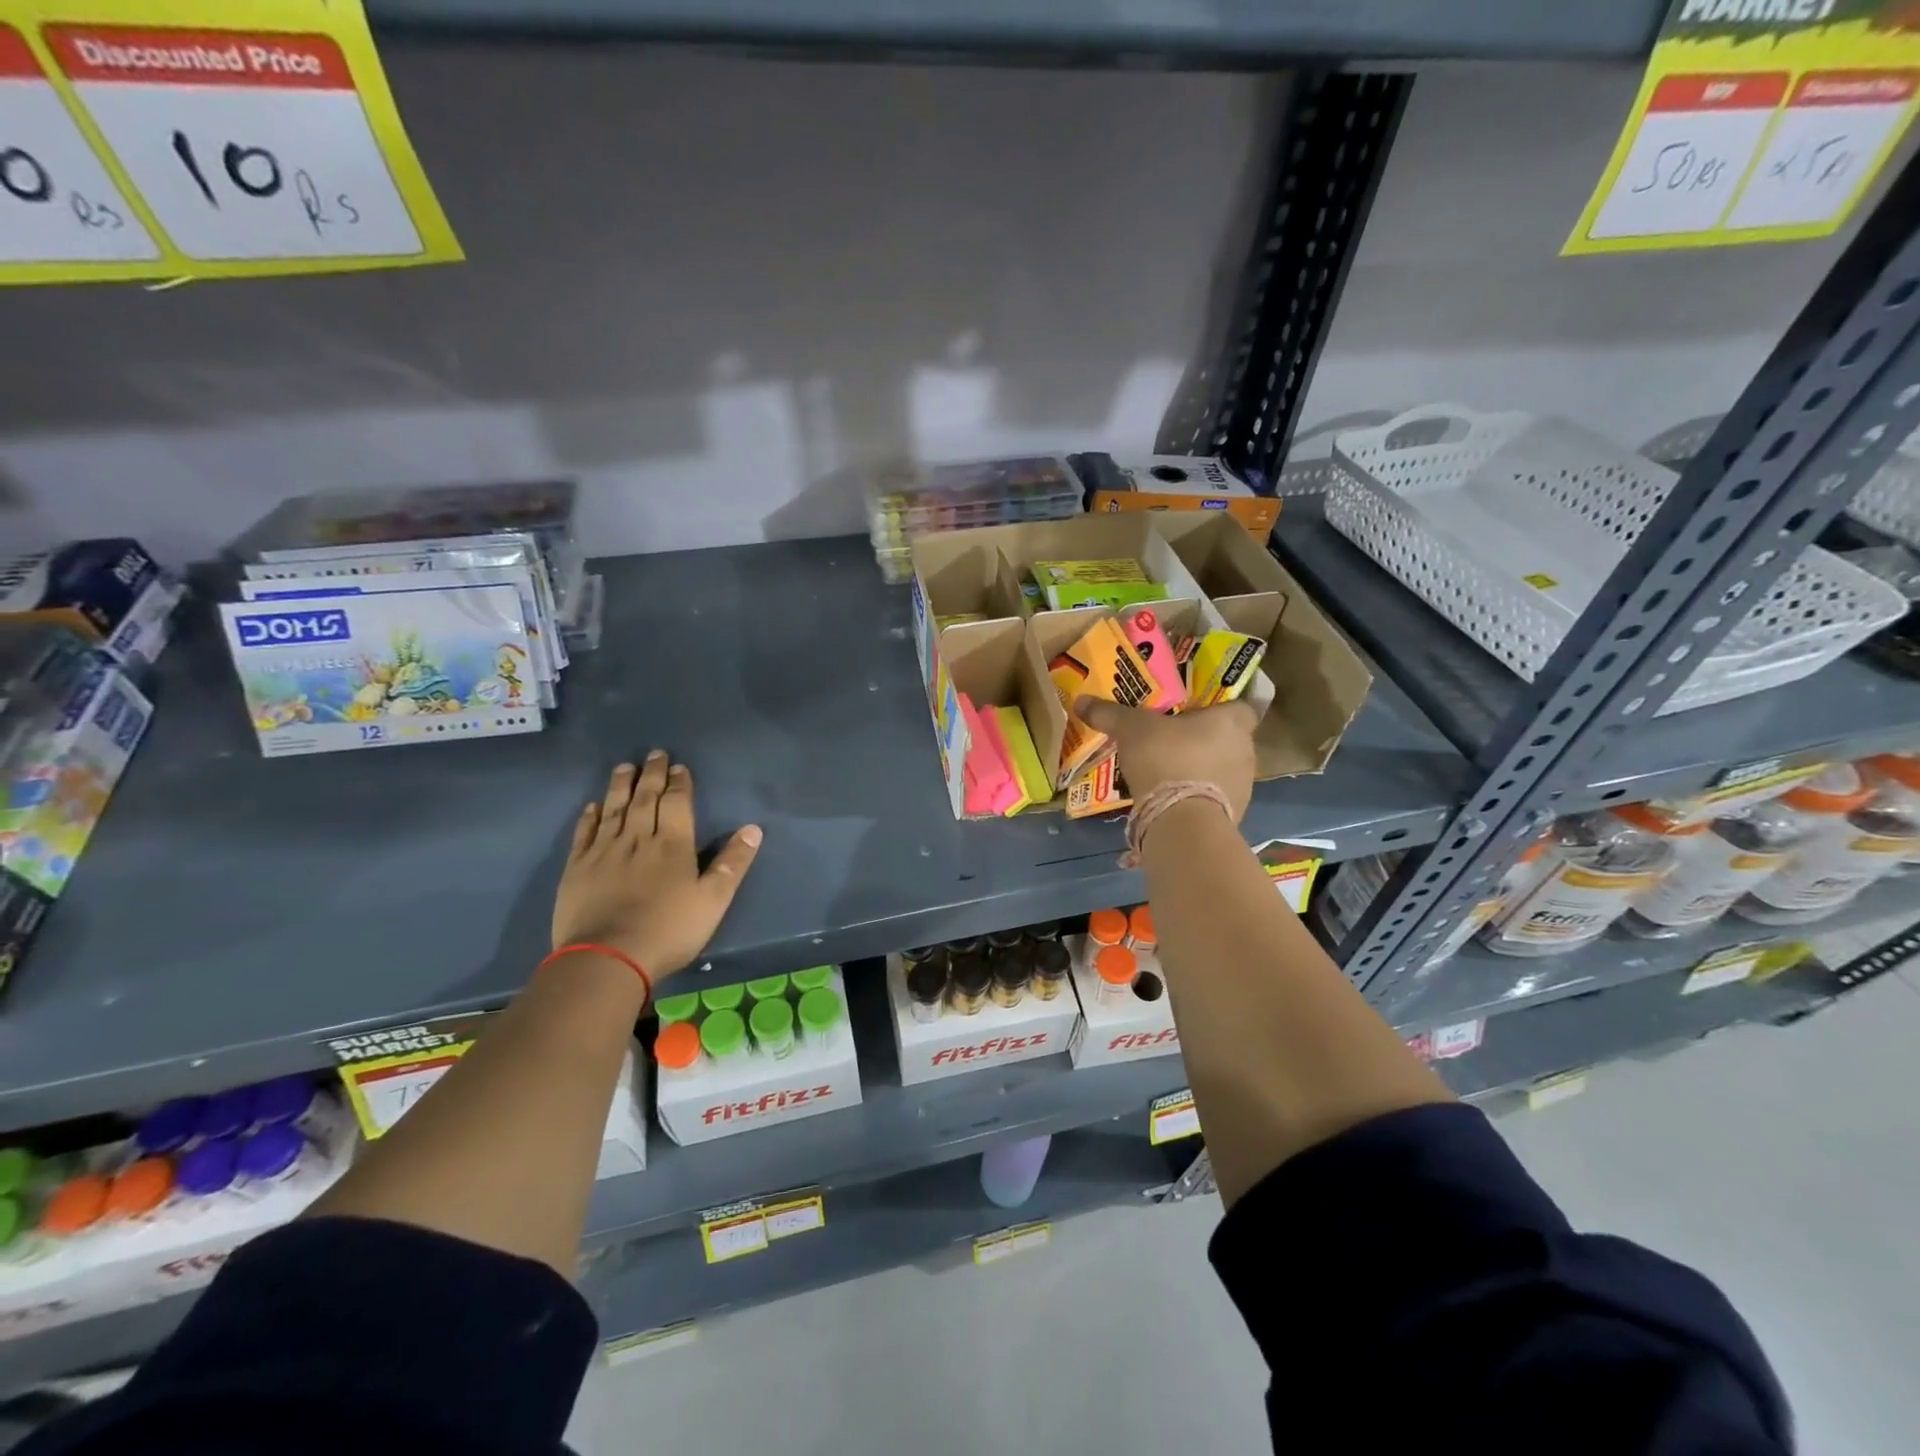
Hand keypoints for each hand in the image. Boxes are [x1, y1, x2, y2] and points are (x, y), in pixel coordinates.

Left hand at [550, 752, 762, 978]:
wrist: (607, 959)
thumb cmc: (669, 930)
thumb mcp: (713, 900)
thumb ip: (732, 864)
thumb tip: (753, 829)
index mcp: (673, 845)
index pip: (677, 803)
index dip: (679, 783)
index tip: (678, 766)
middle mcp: (638, 839)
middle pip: (645, 799)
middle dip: (651, 775)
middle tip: (653, 754)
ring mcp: (604, 852)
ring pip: (614, 809)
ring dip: (621, 786)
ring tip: (624, 767)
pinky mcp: (577, 868)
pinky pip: (585, 833)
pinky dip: (590, 816)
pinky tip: (593, 805)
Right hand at [1075, 697, 1257, 822]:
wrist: (1182, 821)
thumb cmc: (1166, 759)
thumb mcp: (1132, 730)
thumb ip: (1110, 714)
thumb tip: (1081, 701)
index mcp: (1232, 722)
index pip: (1241, 706)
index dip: (1220, 708)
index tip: (1196, 712)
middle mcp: (1246, 751)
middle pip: (1229, 739)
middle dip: (1204, 740)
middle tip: (1173, 740)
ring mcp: (1243, 786)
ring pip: (1222, 769)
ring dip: (1202, 770)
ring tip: (1169, 773)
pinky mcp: (1233, 815)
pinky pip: (1214, 798)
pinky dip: (1198, 797)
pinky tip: (1173, 800)